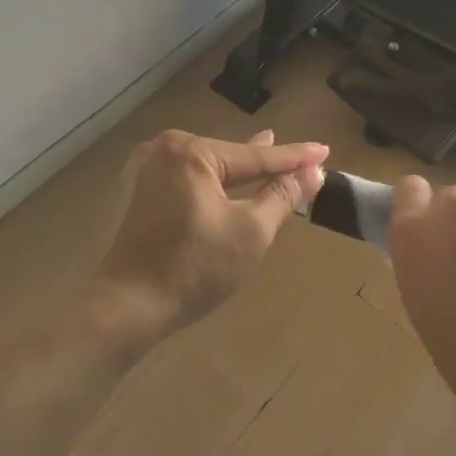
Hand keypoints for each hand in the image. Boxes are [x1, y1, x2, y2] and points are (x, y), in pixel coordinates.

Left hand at [94, 128, 327, 339]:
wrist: (130, 305)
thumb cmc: (195, 268)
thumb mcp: (251, 232)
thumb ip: (282, 195)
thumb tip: (313, 172)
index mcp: (192, 152)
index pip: (256, 156)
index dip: (295, 157)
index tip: (325, 150)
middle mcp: (166, 149)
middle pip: (232, 157)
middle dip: (267, 162)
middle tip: (305, 157)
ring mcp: (149, 170)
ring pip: (211, 168)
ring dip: (241, 172)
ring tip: (271, 156)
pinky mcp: (142, 192)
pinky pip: (191, 179)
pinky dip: (216, 183)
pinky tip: (232, 177)